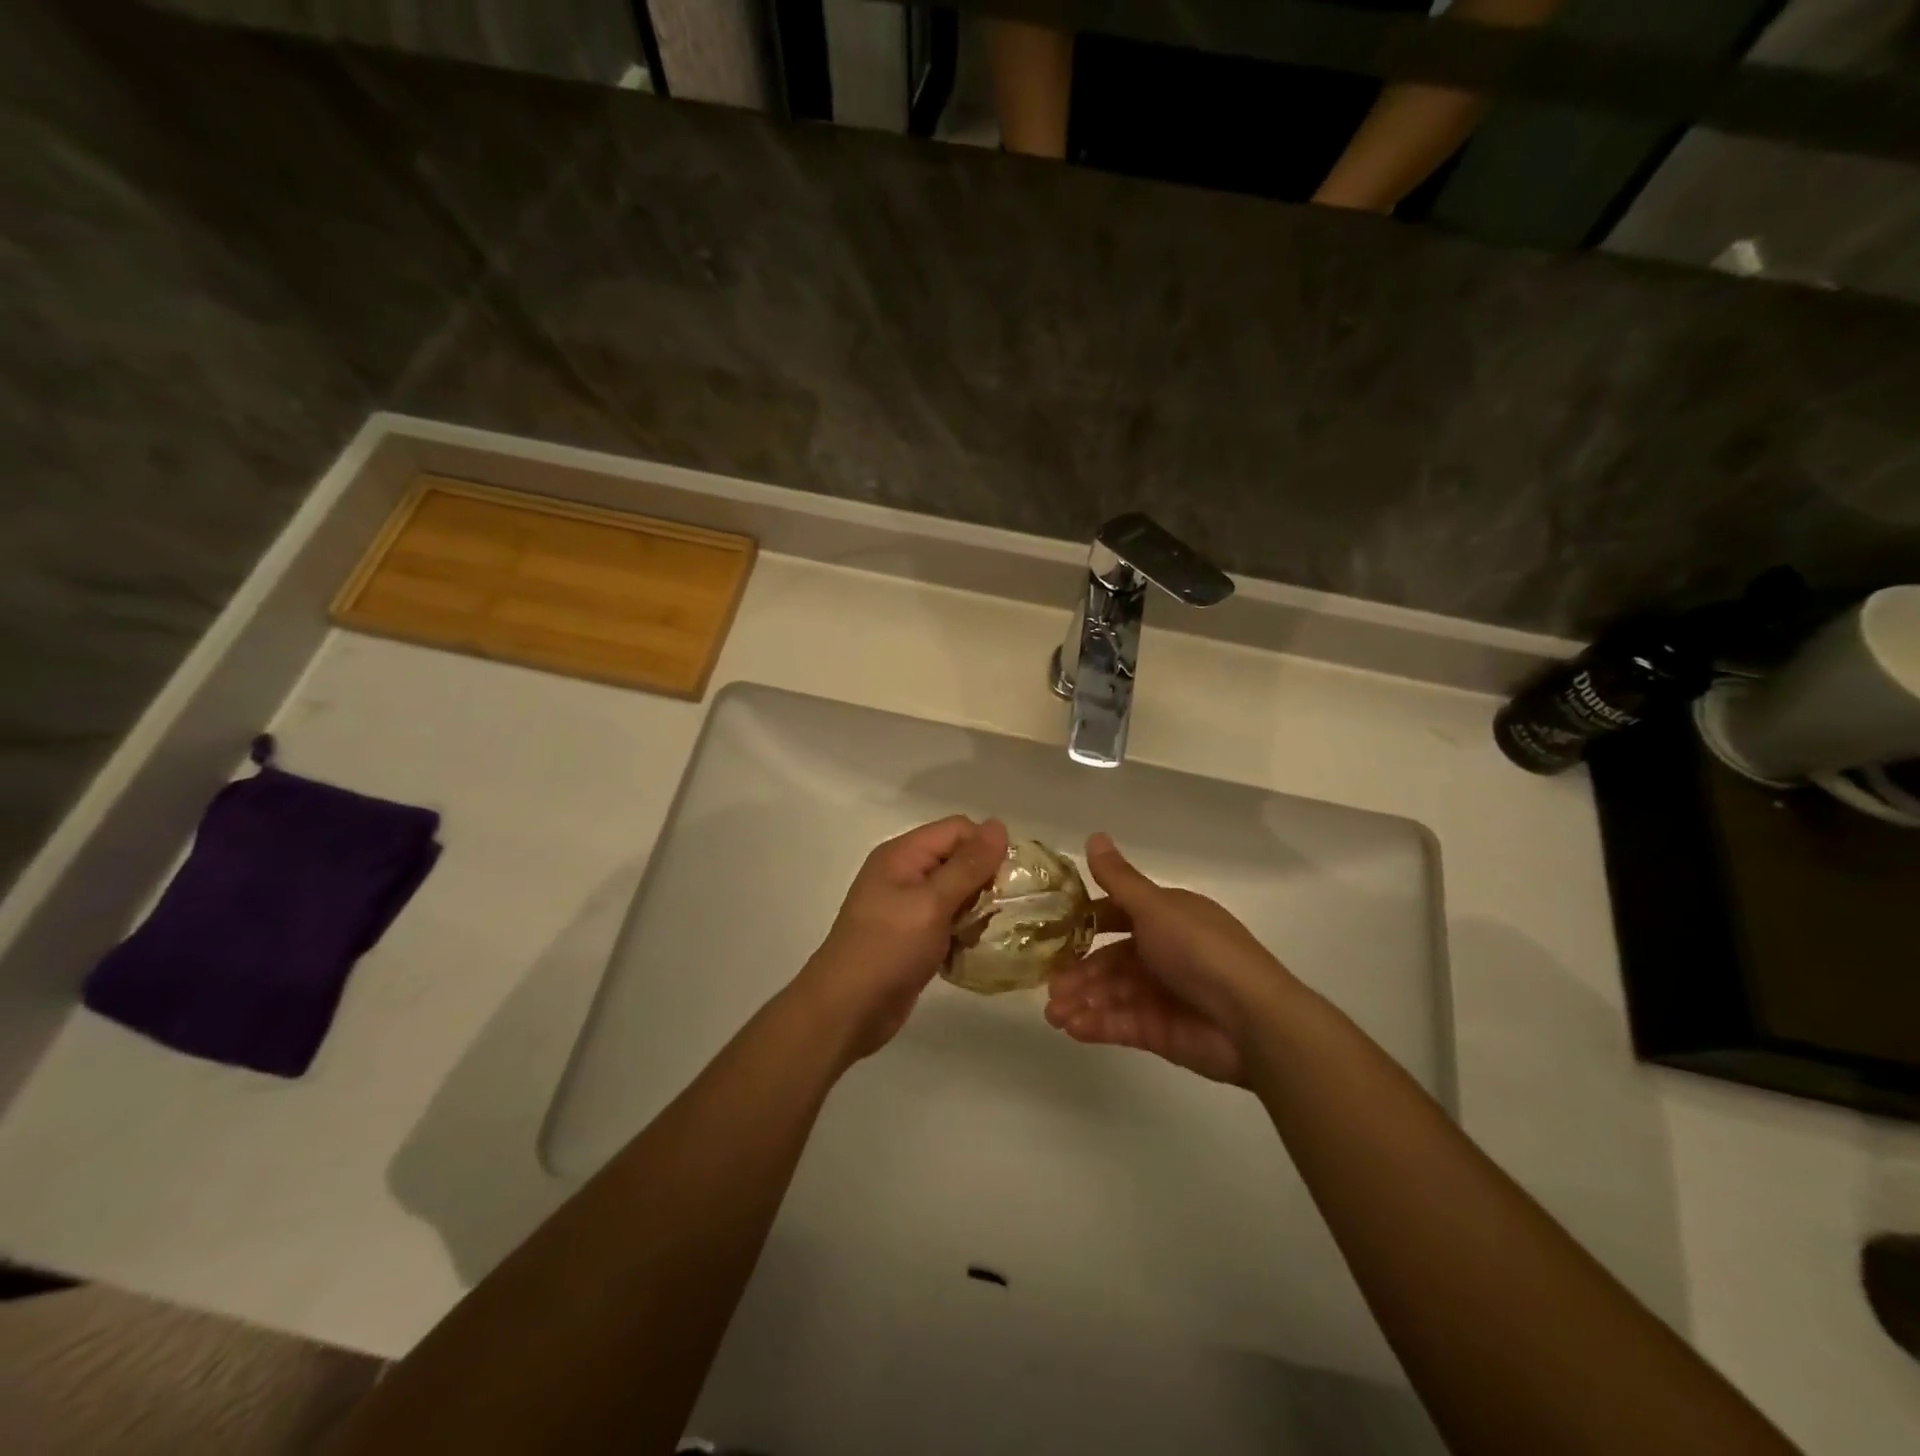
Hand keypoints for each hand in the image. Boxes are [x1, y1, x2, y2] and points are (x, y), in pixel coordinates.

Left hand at [794, 815, 1008, 1061]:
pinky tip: (969, 952)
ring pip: (958, 893)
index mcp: (903, 854)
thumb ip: (968, 865)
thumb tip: (999, 825)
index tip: (1005, 883)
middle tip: (995, 913)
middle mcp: (905, 872)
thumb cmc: (888, 949)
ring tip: (980, 936)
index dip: (985, 849)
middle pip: (959, 860)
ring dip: (975, 912)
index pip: (958, 829)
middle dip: (983, 883)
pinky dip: (962, 933)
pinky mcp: (913, 935)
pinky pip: (948, 921)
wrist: (847, 1010)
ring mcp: (907, 906)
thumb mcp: (932, 903)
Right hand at [1045, 834, 1298, 1084]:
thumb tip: (1094, 835)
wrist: (1251, 1020)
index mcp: (1166, 918)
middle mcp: (1162, 952)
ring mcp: (1161, 993)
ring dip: (1081, 1000)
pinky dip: (1096, 1024)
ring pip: (1111, 993)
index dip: (1087, 921)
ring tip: (1053, 1013)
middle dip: (1078, 971)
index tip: (1052, 929)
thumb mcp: (1156, 908)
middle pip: (1110, 959)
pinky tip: (1072, 1027)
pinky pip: (1121, 1023)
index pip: (1117, 914)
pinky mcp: (1160, 1031)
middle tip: (1048, 985)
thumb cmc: (1200, 951)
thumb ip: (1119, 879)